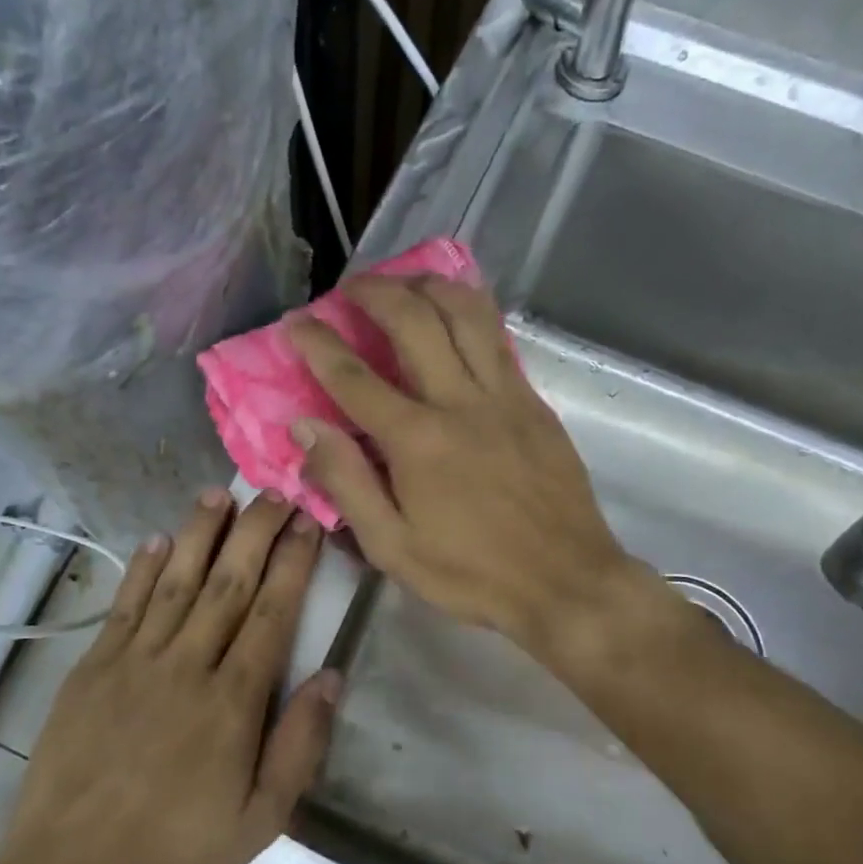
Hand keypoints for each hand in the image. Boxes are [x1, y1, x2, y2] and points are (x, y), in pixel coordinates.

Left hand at [0, 491, 336, 863]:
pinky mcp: (91, 670)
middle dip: (255, 532)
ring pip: (175, 581)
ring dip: (199, 533)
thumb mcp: (260, 820)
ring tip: (220, 493)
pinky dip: (142, 570)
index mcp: (232, 702)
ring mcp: (133, 662)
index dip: (292, 564)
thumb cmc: (176, 855)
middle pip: (227, 583)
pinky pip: (124, 606)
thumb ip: (300, 744)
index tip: (307, 525)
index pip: (270, 613)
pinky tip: (157, 540)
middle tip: (274, 492)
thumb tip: (331, 675)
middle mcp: (185, 666)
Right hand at [286, 274, 654, 653]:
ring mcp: (505, 395)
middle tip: (349, 289)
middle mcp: (460, 402)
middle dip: (374, 292)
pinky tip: (455, 312)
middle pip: (413, 320)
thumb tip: (306, 428)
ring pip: (466, 312)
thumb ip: (347, 483)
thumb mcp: (393, 547)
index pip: (353, 377)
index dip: (318, 343)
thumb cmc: (472, 574)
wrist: (567, 581)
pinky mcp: (534, 402)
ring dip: (429, 285)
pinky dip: (469, 311)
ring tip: (404, 281)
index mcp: (417, 441)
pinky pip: (498, 337)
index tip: (295, 322)